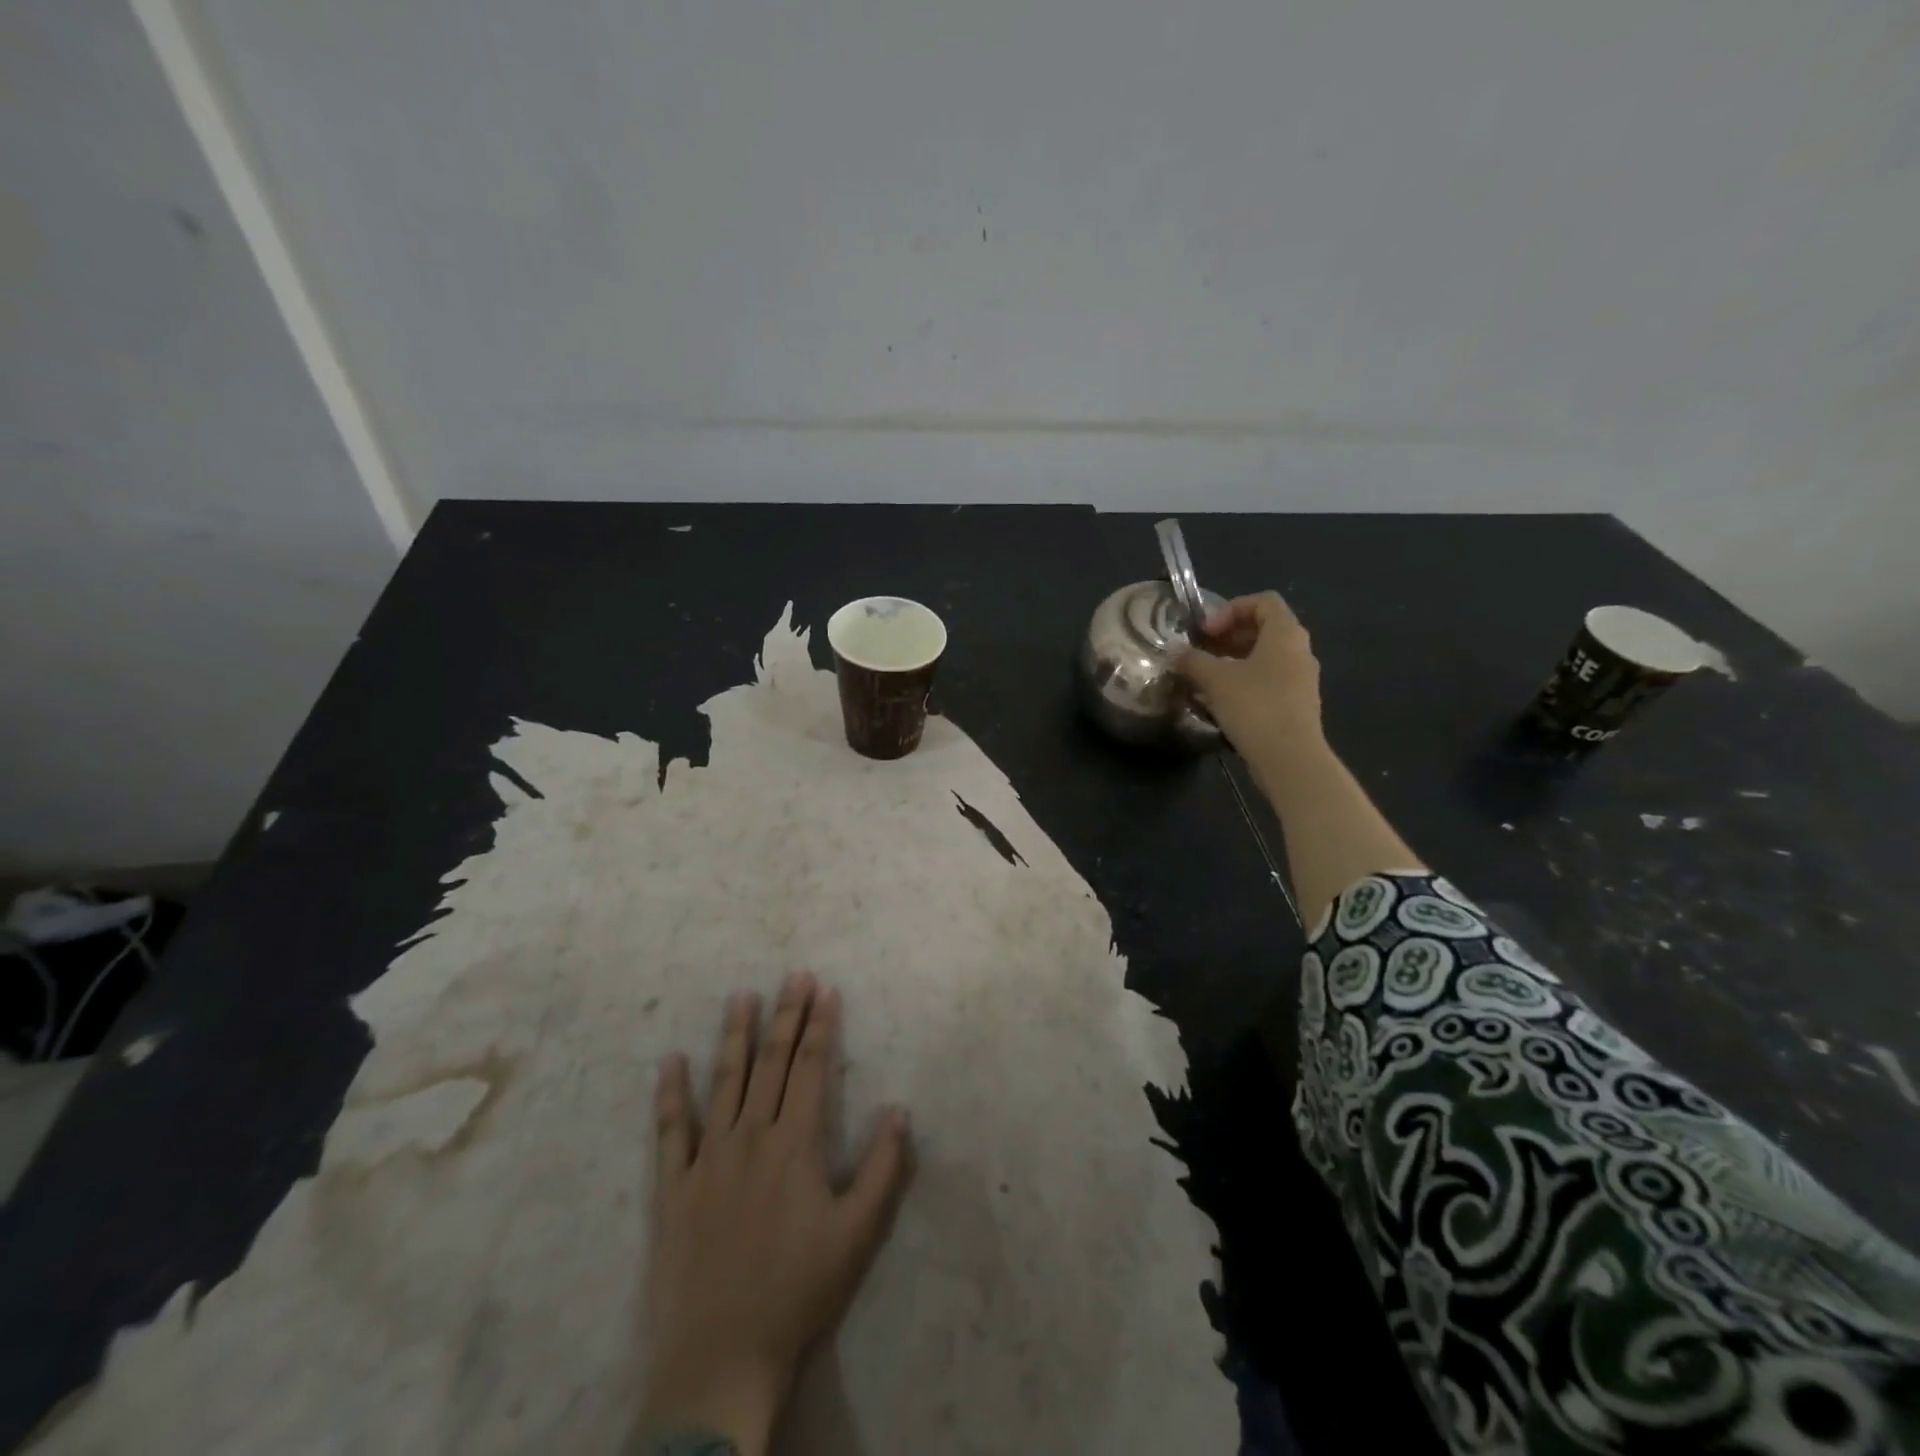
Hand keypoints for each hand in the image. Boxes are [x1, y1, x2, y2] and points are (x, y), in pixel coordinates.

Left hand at [639, 975, 912, 1454]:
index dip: (820, 1026)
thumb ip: (883, 1168)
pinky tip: (671, 1061)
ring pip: (724, 1082)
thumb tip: (900, 1109)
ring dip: (735, 1036)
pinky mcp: (674, 1187)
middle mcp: (750, 1137)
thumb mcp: (858, 1234)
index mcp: (794, 1144)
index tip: (825, 989)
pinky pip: (671, 1131)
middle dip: (785, 1015)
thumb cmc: (798, 1292)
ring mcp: (707, 1159)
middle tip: (793, 974)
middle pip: (770, 1063)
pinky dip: (670, 1093)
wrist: (722, 1357)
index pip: (809, 1068)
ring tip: (741, 996)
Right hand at [1174, 591, 1323, 752]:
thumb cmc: (1255, 707)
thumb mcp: (1216, 680)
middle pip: (1263, 628)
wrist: (1290, 758)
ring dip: (1233, 660)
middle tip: (1200, 652)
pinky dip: (1243, 682)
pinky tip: (1219, 701)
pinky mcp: (1296, 704)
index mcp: (1285, 634)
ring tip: (1204, 677)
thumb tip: (1172, 651)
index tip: (1206, 631)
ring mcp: (1301, 679)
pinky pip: (1267, 681)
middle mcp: (1299, 650)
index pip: (1263, 601)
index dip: (1230, 609)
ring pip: (1264, 657)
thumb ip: (1192, 660)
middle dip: (1227, 636)